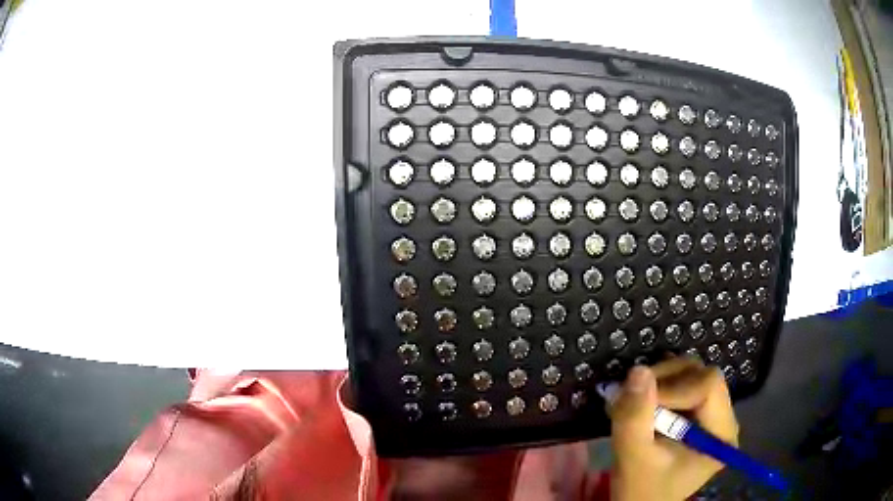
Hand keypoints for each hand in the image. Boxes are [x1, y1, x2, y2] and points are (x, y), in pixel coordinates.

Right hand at [609, 357, 738, 500]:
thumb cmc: (641, 490)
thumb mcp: (633, 458)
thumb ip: (635, 417)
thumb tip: (638, 370)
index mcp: (721, 433)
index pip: (708, 386)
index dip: (673, 387)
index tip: (639, 402)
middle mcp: (723, 418)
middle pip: (702, 375)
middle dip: (664, 381)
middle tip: (631, 396)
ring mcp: (711, 414)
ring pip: (691, 374)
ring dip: (658, 382)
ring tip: (632, 403)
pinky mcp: (697, 412)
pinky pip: (682, 383)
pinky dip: (658, 387)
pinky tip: (641, 405)